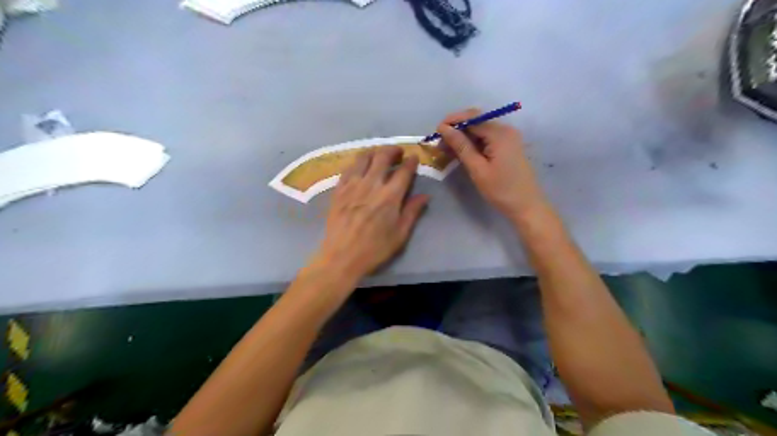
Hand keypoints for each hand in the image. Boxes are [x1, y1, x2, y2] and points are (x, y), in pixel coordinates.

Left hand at [313, 146, 430, 281]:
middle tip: (398, 152)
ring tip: (379, 154)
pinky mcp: (339, 190)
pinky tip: (360, 166)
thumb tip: (425, 195)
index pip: (403, 171)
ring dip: (374, 151)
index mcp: (390, 196)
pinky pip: (348, 168)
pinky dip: (357, 162)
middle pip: (382, 156)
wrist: (341, 257)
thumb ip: (412, 212)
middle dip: (392, 150)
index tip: (414, 157)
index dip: (411, 161)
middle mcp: (371, 185)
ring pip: (363, 158)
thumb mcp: (400, 234)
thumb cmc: (375, 249)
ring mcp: (352, 185)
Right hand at [439, 108, 548, 219]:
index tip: (436, 132)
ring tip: (447, 150)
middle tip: (440, 143)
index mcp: (500, 133)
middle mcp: (505, 130)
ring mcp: (508, 138)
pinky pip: (486, 139)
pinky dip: (473, 144)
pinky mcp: (507, 147)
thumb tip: (444, 128)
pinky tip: (461, 153)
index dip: (453, 121)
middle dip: (457, 129)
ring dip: (463, 138)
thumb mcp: (478, 169)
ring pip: (480, 131)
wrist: (527, 206)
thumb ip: (461, 146)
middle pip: (477, 121)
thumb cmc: (501, 190)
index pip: (473, 117)